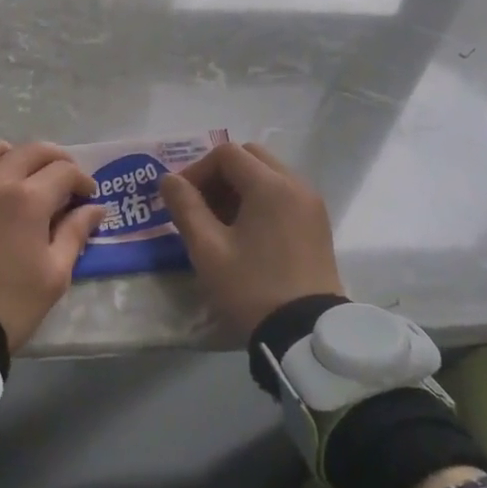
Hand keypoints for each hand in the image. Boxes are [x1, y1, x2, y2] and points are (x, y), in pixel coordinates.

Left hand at [0, 140, 102, 353]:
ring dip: (16, 157)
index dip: (82, 180)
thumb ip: (75, 233)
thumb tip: (94, 208)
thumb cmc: (9, 304)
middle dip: (55, 160)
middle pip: (31, 150)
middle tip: (65, 180)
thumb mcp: (54, 274)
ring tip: (23, 179)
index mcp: (28, 199)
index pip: (64, 171)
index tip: (88, 196)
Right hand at [159, 142, 344, 342]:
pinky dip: (260, 201)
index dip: (197, 170)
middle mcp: (297, 184)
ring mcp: (312, 204)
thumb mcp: (208, 249)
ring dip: (239, 188)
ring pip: (269, 175)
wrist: (305, 333)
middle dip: (219, 175)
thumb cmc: (251, 288)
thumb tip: (168, 179)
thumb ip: (185, 207)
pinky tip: (245, 234)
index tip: (181, 200)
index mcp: (271, 185)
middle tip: (199, 207)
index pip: (227, 154)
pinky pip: (284, 195)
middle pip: (251, 157)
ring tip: (219, 224)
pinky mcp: (318, 224)